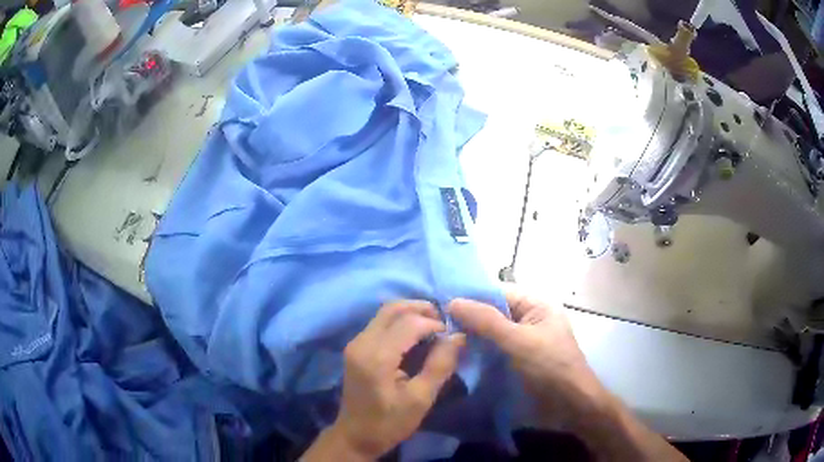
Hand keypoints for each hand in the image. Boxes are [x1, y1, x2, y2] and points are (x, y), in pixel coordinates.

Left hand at [308, 301, 465, 460]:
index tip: (452, 336)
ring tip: (434, 327)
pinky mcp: (356, 347)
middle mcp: (361, 342)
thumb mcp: (421, 399)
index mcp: (376, 357)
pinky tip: (416, 335)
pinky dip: (400, 322)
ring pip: (385, 313)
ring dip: (411, 313)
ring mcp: (356, 343)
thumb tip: (458, 336)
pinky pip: (380, 323)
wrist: (355, 435)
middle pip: (392, 308)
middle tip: (444, 322)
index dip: (434, 324)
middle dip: (421, 308)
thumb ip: (440, 365)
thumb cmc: (390, 422)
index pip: (409, 323)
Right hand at [449, 290, 606, 428]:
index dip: (471, 297)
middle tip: (435, 324)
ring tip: (438, 340)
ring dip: (469, 337)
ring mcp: (521, 343)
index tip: (439, 304)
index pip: (497, 293)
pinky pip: (492, 352)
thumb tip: (452, 301)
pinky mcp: (515, 362)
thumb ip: (487, 321)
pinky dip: (476, 353)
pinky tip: (454, 356)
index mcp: (536, 305)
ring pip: (490, 334)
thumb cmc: (549, 367)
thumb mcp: (519, 341)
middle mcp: (528, 320)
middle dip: (467, 318)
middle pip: (492, 313)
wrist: (569, 406)